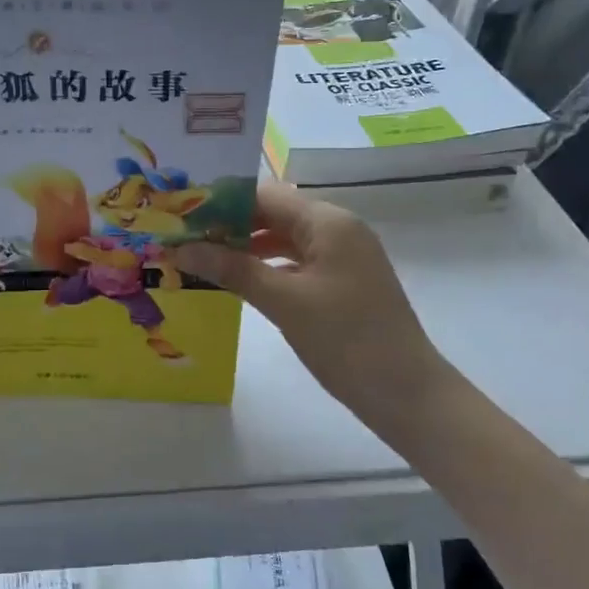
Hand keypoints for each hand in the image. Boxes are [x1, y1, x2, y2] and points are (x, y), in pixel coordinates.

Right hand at [175, 182, 449, 433]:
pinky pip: (296, 262)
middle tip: (183, 239)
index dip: (221, 203)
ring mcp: (343, 256)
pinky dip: (267, 267)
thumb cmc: (346, 339)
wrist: (407, 393)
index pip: (265, 195)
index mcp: (328, 222)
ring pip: (284, 239)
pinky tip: (238, 281)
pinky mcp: (343, 282)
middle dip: (230, 226)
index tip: (181, 216)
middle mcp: (337, 229)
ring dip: (246, 247)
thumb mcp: (284, 302)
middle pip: (274, 214)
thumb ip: (233, 270)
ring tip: (201, 259)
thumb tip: (182, 249)